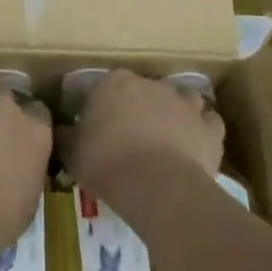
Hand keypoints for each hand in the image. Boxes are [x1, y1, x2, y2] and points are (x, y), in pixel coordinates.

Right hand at [61, 68, 223, 200]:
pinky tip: (195, 146)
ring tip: (168, 137)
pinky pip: (209, 123)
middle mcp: (151, 84)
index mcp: (114, 83)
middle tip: (133, 135)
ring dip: (176, 112)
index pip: (107, 85)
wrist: (157, 187)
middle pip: (146, 90)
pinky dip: (203, 131)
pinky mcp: (209, 128)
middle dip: (141, 106)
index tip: (101, 127)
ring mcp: (184, 103)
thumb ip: (67, 137)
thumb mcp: (73, 153)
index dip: (105, 106)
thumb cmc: (107, 163)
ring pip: (181, 99)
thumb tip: (61, 131)